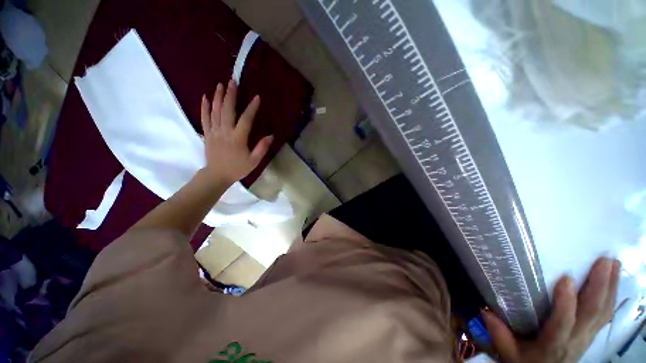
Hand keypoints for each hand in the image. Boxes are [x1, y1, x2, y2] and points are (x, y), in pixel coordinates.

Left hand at [200, 80, 272, 185]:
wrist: (217, 175)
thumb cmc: (238, 168)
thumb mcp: (254, 161)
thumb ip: (262, 148)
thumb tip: (271, 135)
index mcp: (237, 138)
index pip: (246, 119)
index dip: (252, 108)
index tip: (257, 97)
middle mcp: (224, 132)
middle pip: (227, 110)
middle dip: (230, 95)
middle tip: (233, 81)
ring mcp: (213, 131)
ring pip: (215, 110)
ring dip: (218, 96)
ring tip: (220, 84)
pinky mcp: (207, 133)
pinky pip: (204, 117)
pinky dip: (204, 106)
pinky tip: (204, 96)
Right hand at [482, 257, 620, 362]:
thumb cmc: (526, 362)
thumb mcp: (508, 352)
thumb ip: (498, 333)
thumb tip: (484, 309)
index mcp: (553, 344)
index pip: (563, 323)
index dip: (566, 303)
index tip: (566, 278)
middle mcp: (575, 339)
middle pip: (591, 313)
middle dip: (600, 286)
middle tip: (604, 260)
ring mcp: (587, 336)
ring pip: (603, 311)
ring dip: (611, 287)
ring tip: (614, 263)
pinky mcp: (592, 333)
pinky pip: (605, 314)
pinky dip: (612, 296)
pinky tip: (615, 281)